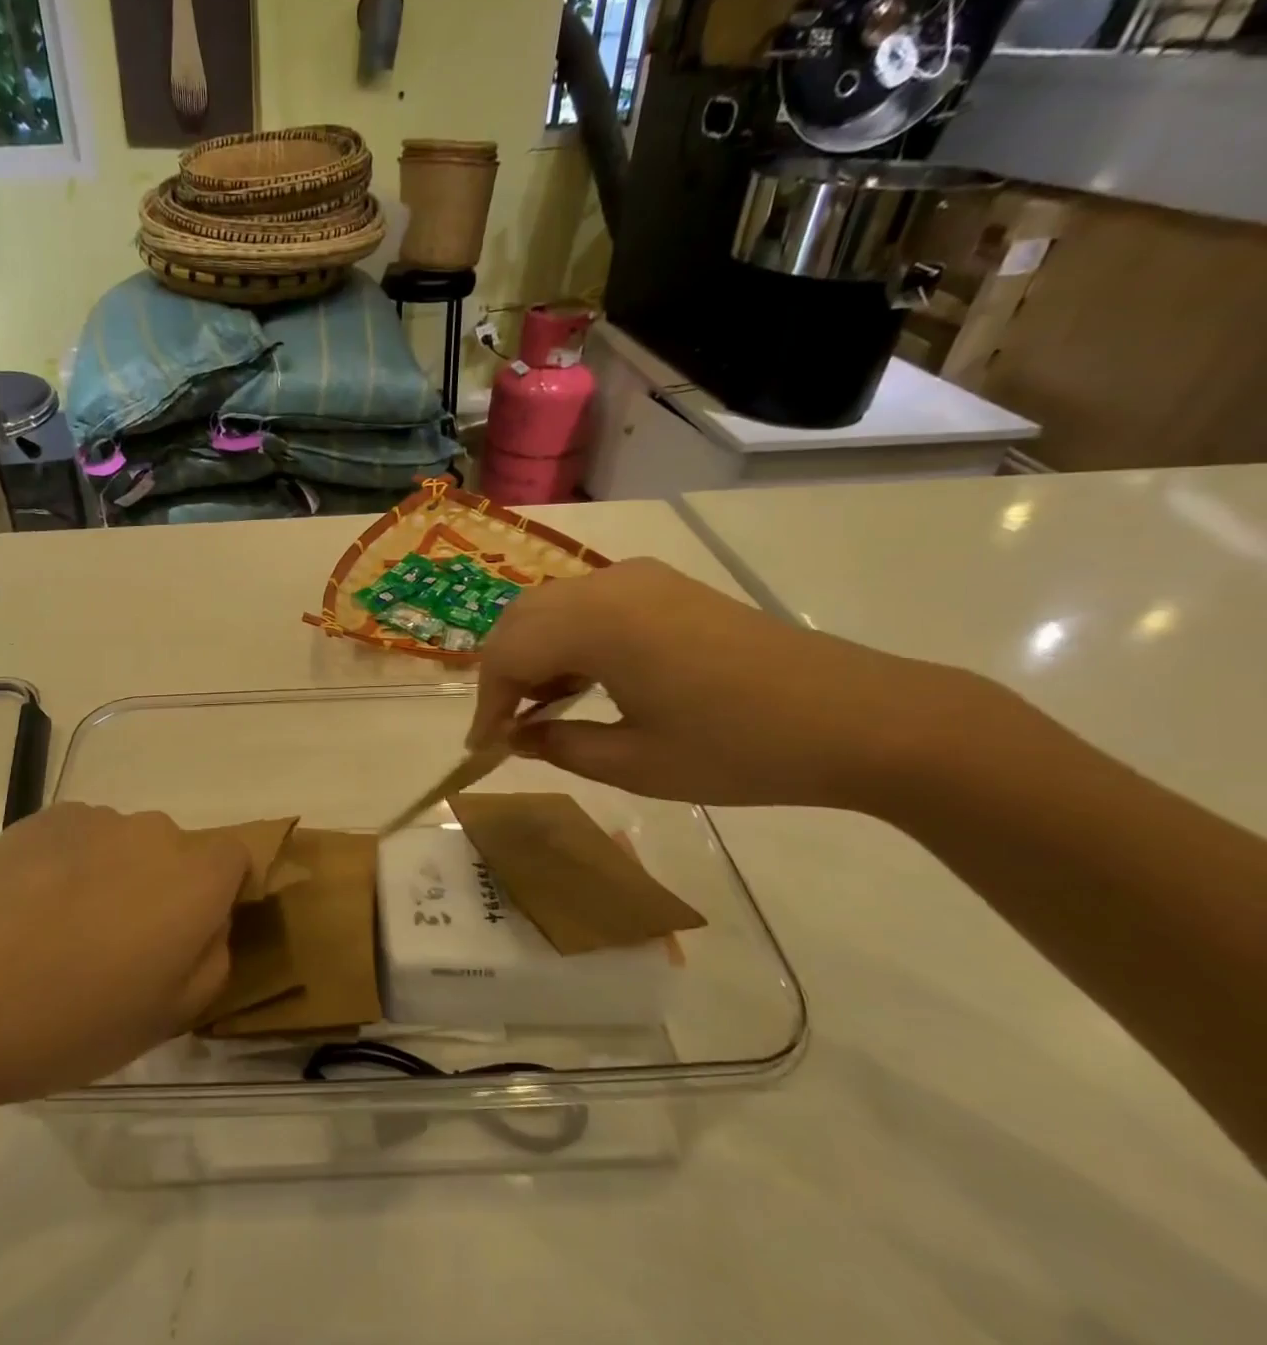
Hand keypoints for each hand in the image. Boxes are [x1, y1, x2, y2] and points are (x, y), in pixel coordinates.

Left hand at [0, 804, 245, 1126]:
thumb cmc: (67, 1019)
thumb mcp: (165, 1020)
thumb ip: (211, 964)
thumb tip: (206, 927)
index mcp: (198, 878)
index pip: (239, 859)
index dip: (225, 895)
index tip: (191, 940)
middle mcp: (155, 833)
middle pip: (179, 855)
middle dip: (166, 894)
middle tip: (120, 954)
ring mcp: (95, 820)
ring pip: (126, 847)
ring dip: (114, 880)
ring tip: (59, 939)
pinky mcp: (41, 819)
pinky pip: (79, 840)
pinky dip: (69, 867)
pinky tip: (23, 915)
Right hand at [470, 557, 996, 808]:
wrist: (860, 718)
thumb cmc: (740, 749)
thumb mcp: (636, 763)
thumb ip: (560, 745)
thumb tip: (517, 738)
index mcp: (597, 624)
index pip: (508, 655)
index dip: (487, 704)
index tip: (484, 750)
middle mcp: (610, 586)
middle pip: (521, 619)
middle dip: (501, 674)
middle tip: (505, 728)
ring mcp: (642, 580)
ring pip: (553, 607)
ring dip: (532, 653)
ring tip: (540, 709)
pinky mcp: (668, 587)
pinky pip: (590, 604)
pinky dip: (567, 639)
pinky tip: (583, 680)